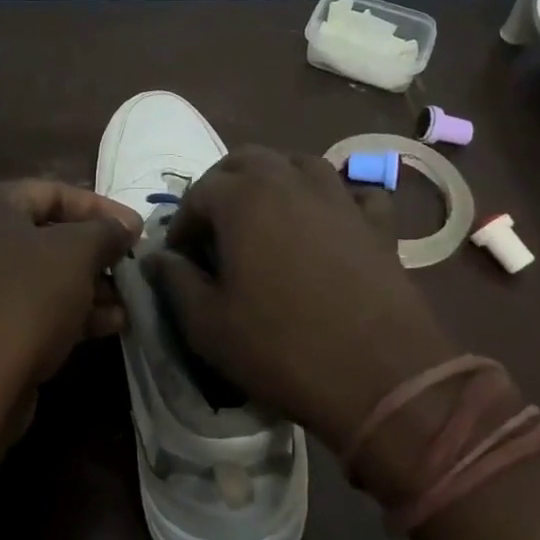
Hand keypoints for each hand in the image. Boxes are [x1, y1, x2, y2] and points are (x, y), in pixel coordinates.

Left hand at [0, 180, 141, 398]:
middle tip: (133, 266)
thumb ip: (105, 231)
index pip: (54, 192)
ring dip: (91, 286)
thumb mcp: (75, 253)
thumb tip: (126, 224)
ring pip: (46, 275)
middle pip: (51, 234)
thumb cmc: (24, 299)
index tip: (137, 229)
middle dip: (97, 251)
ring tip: (129, 301)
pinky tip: (112, 325)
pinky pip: (36, 308)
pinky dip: (72, 312)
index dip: (101, 207)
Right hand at [144, 146, 456, 450]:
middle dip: (223, 186)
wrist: (382, 378)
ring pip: (299, 164)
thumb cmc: (281, 348)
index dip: (183, 225)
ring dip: (275, 181)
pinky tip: (330, 224)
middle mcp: (289, 182)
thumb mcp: (208, 325)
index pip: (198, 193)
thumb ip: (175, 282)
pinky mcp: (377, 223)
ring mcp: (339, 198)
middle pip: (246, 160)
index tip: (180, 258)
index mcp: (243, 199)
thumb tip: (156, 257)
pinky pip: (353, 193)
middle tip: (216, 228)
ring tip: (266, 217)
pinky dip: (336, 200)